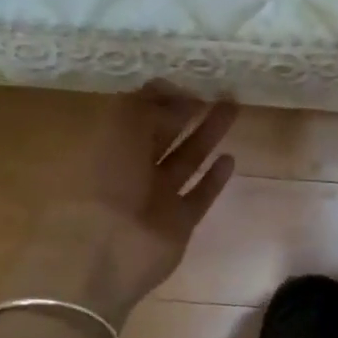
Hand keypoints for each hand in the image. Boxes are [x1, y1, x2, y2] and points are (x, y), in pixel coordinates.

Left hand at [5, 87, 238, 326]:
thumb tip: (176, 94)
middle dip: (189, 113)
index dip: (162, 98)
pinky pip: (198, 195)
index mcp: (108, 146)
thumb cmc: (105, 182)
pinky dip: (213, 179)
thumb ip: (147, 106)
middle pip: (164, 135)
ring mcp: (156, 199)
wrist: (105, 253)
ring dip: (207, 136)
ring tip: (233, 111)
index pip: (138, 115)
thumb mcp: (120, 128)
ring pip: (186, 160)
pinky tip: (230, 159)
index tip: (190, 84)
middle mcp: (131, 170)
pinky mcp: (177, 224)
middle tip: (220, 92)